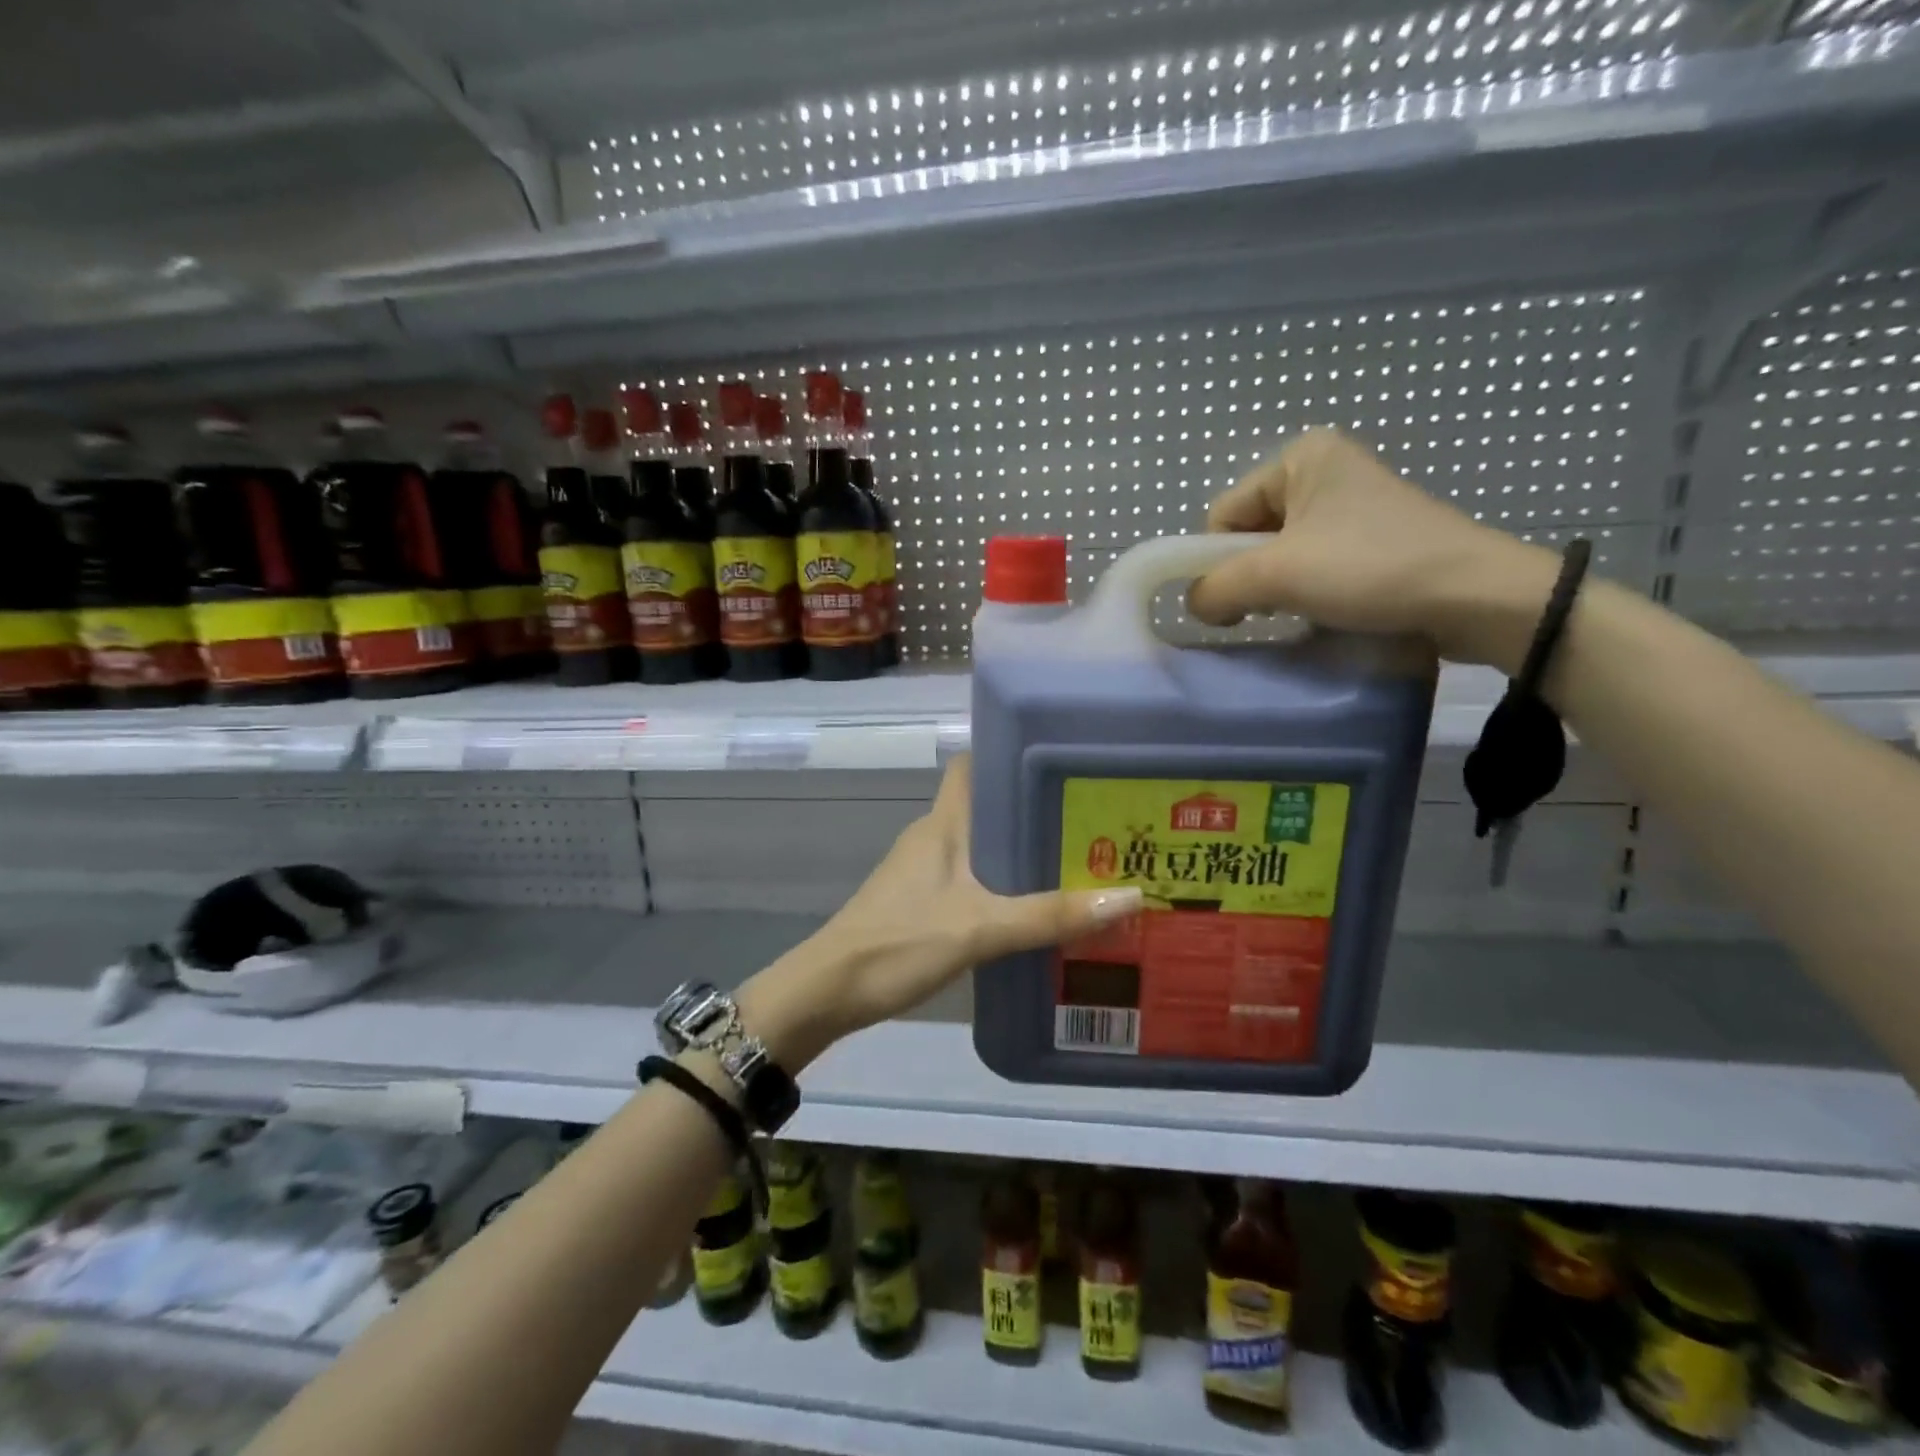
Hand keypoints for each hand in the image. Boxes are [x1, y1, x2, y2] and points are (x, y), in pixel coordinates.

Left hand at [737, 756, 1140, 1066]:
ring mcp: (923, 872)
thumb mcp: (981, 928)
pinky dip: (1002, 888)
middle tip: (1091, 824)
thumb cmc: (899, 943)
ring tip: (1076, 865)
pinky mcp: (920, 904)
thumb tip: (1130, 895)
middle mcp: (932, 838)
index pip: (970, 766)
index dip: (1008, 756)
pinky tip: (1033, 911)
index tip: (1060, 765)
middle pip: (986, 808)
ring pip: (980, 848)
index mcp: (942, 824)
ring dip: (1020, 854)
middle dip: (1033, 813)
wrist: (828, 992)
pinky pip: (970, 881)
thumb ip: (1049, 914)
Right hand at [1187, 427, 1557, 667]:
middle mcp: (1323, 470)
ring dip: (1276, 589)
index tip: (1237, 601)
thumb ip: (1215, 587)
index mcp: (1299, 458)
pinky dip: (1304, 591)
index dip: (1218, 561)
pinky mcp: (1370, 538)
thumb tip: (1194, 605)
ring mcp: (1350, 504)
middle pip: (1248, 534)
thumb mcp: (1276, 575)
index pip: (1223, 514)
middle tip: (1273, 606)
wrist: (1471, 596)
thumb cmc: (1368, 568)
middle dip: (1249, 576)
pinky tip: (1321, 611)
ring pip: (1278, 554)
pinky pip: (1311, 564)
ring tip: (1300, 610)